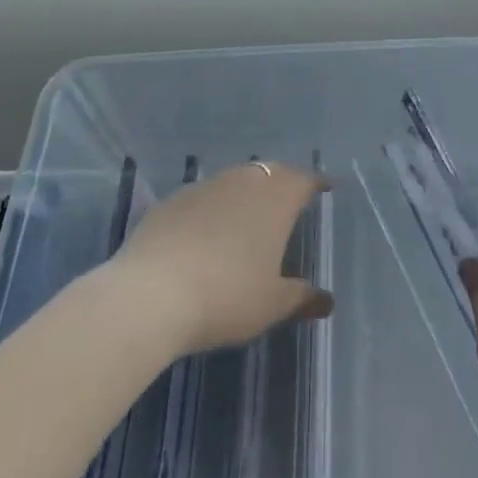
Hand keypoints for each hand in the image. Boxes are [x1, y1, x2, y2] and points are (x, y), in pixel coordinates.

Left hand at [109, 161, 333, 357]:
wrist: (151, 294)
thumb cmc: (226, 296)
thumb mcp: (271, 305)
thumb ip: (301, 297)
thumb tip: (326, 300)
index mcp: (276, 199)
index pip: (303, 180)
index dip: (315, 184)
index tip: (323, 189)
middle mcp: (243, 181)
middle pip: (270, 172)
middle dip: (282, 183)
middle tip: (288, 201)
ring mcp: (205, 186)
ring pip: (234, 180)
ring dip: (245, 193)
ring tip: (248, 216)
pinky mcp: (172, 200)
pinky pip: (202, 196)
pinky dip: (212, 208)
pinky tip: (205, 232)